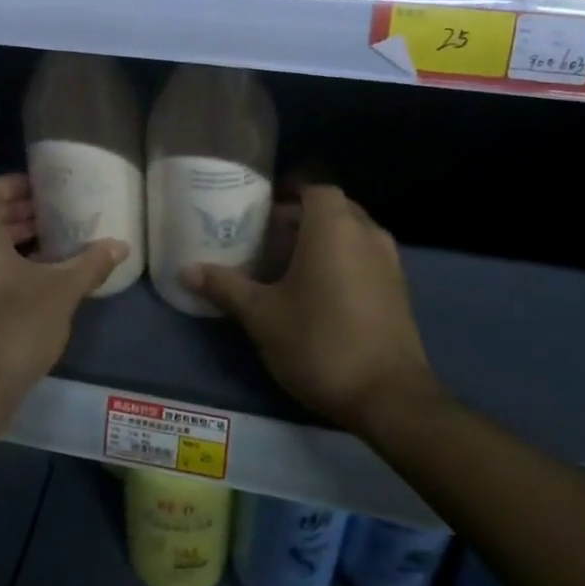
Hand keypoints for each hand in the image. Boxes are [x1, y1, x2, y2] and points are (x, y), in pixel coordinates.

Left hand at [0, 175, 127, 417]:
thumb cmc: (15, 328)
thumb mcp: (61, 292)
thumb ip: (90, 263)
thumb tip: (121, 246)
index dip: (22, 185)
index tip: (51, 191)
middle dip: (20, 213)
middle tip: (58, 217)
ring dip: (8, 238)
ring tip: (49, 245)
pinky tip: (27, 275)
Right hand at [182, 184, 435, 431]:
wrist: (388, 397)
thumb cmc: (319, 342)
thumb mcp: (261, 315)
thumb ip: (225, 286)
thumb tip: (185, 270)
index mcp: (334, 226)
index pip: (312, 188)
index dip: (285, 196)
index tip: (259, 213)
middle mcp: (367, 233)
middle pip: (331, 210)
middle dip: (299, 220)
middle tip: (265, 241)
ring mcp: (389, 262)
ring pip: (350, 235)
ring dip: (322, 243)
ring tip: (287, 268)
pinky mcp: (399, 290)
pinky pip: (365, 258)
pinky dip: (342, 263)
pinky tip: (317, 294)